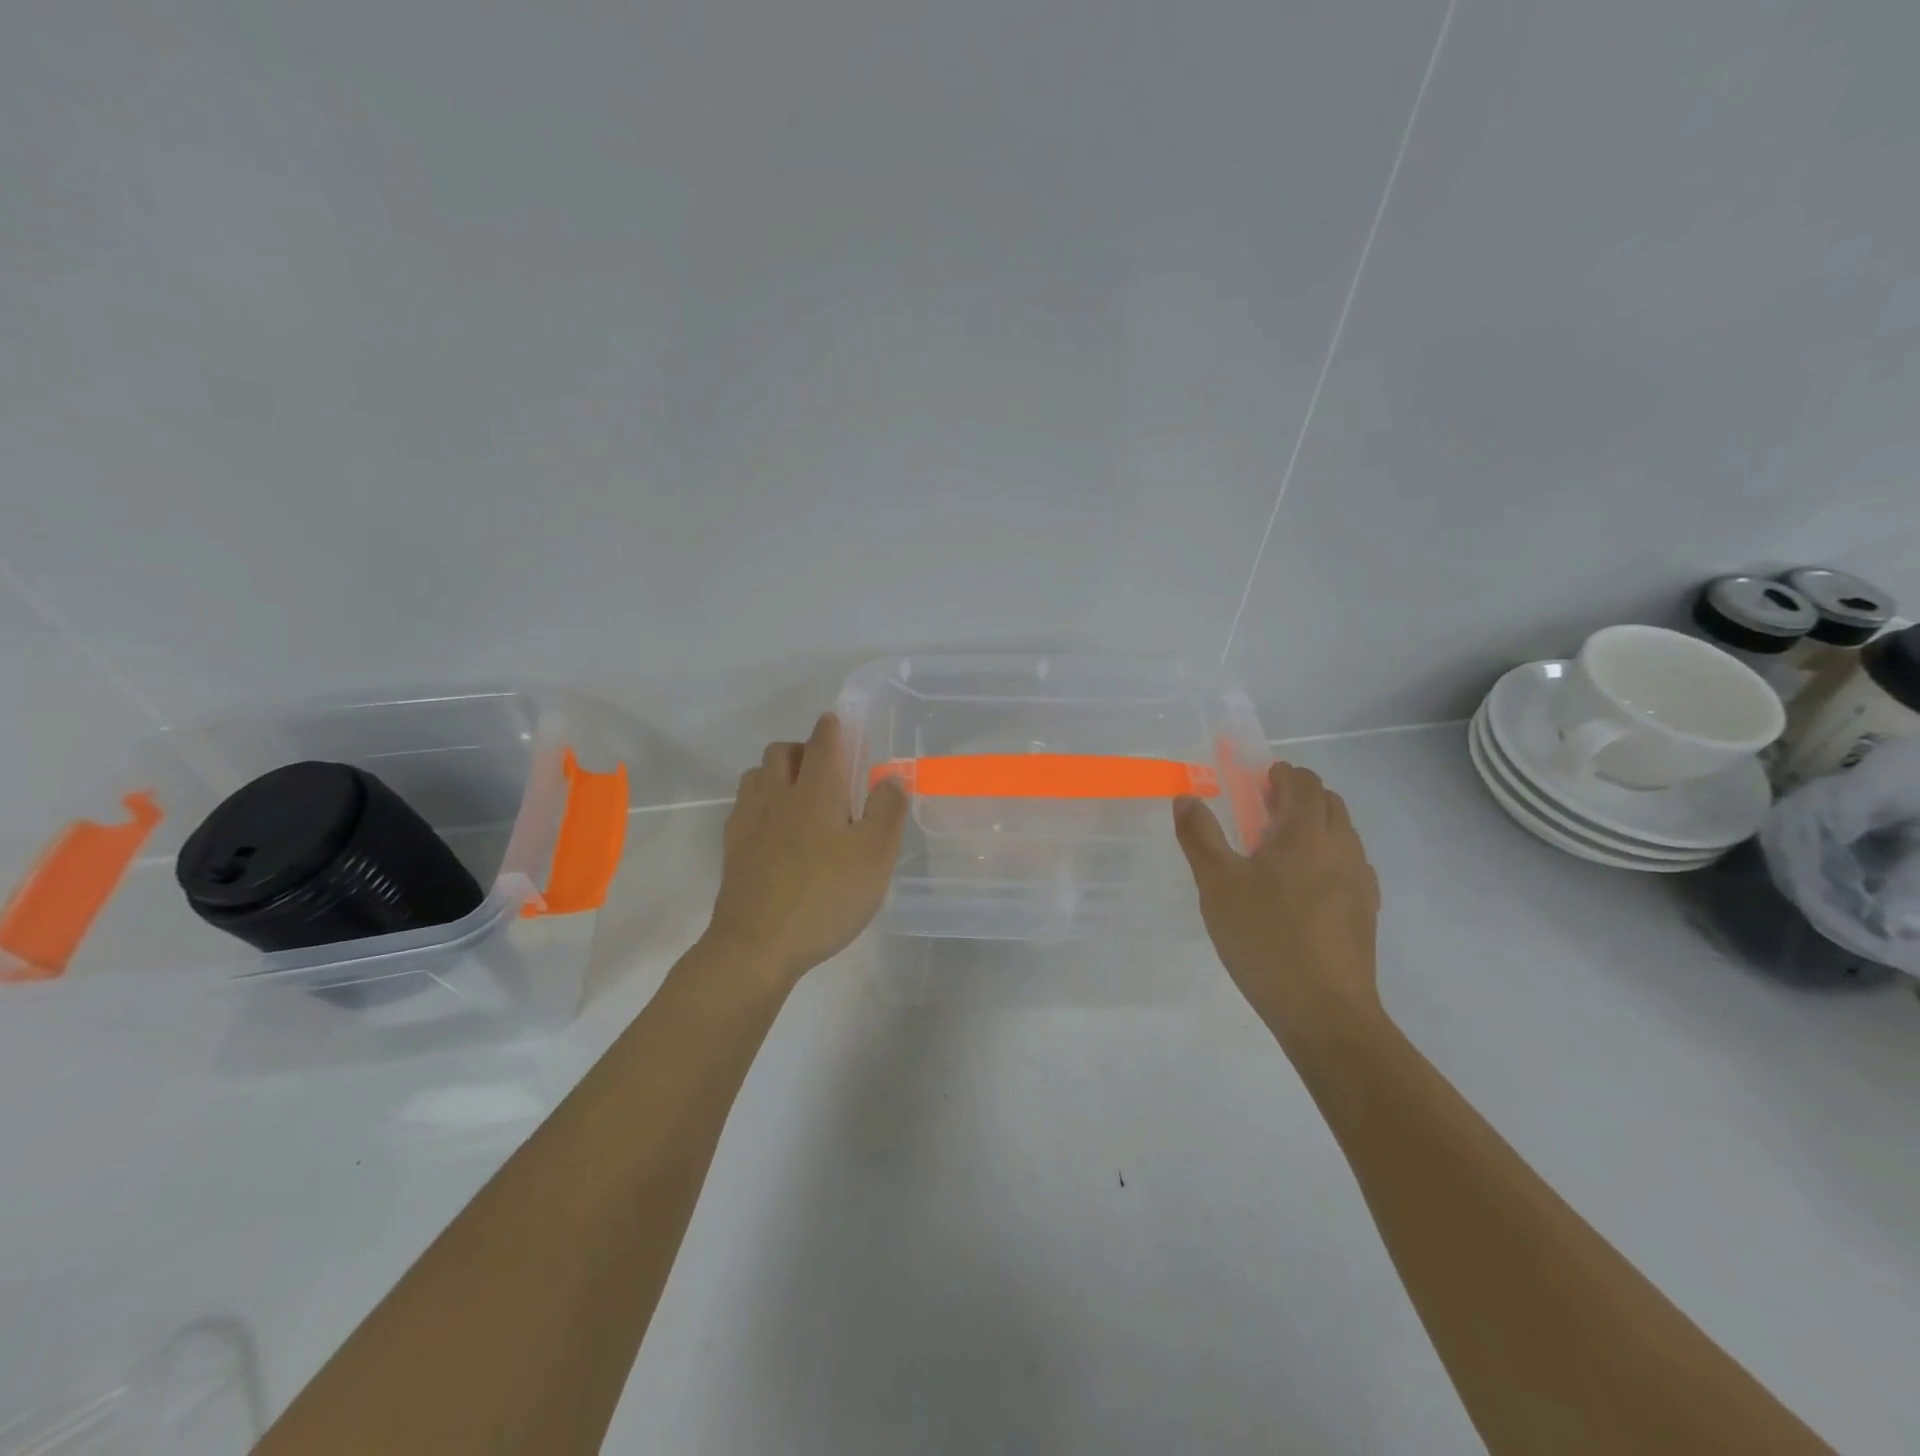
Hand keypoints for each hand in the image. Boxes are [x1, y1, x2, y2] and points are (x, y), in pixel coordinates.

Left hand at [705, 713, 908, 989]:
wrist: (757, 946)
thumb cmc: (825, 898)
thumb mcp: (875, 856)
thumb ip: (887, 811)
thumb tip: (892, 776)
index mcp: (816, 792)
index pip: (823, 741)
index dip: (833, 727)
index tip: (842, 725)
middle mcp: (778, 796)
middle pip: (781, 751)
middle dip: (803, 748)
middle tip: (828, 770)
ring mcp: (749, 821)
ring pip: (757, 775)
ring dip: (777, 773)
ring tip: (799, 796)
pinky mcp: (732, 849)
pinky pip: (743, 807)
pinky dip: (760, 803)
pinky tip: (773, 828)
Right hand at [1174, 762, 1382, 1054]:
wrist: (1325, 1013)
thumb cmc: (1265, 939)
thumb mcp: (1217, 885)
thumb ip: (1200, 836)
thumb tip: (1187, 797)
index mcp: (1306, 834)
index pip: (1303, 783)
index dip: (1280, 774)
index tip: (1255, 781)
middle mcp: (1341, 849)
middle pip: (1329, 803)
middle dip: (1298, 795)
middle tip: (1261, 811)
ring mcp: (1360, 882)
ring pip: (1342, 834)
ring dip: (1314, 825)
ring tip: (1277, 851)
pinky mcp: (1365, 912)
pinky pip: (1349, 865)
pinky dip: (1326, 857)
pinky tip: (1301, 888)